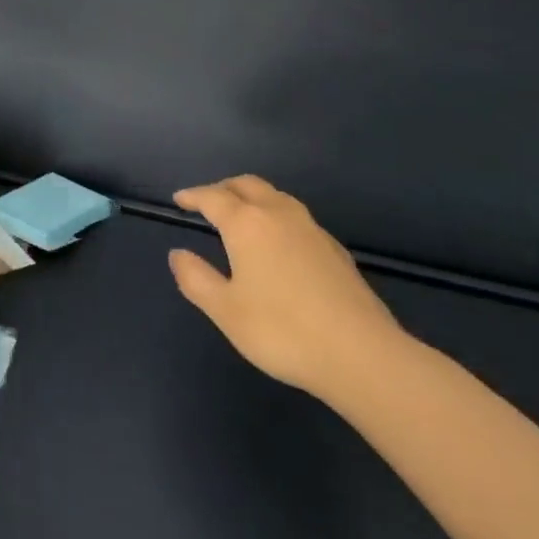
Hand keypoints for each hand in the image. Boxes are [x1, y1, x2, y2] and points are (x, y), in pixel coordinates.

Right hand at [170, 175, 407, 398]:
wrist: (360, 354)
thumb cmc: (281, 330)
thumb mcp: (225, 310)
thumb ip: (196, 278)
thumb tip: (178, 254)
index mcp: (247, 224)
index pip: (213, 197)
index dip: (193, 196)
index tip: (179, 200)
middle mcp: (279, 215)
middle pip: (247, 185)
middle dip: (224, 188)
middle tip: (207, 201)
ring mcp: (312, 229)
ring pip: (276, 196)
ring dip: (253, 197)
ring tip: (241, 216)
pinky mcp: (335, 249)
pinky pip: (296, 217)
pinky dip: (276, 216)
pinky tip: (279, 243)